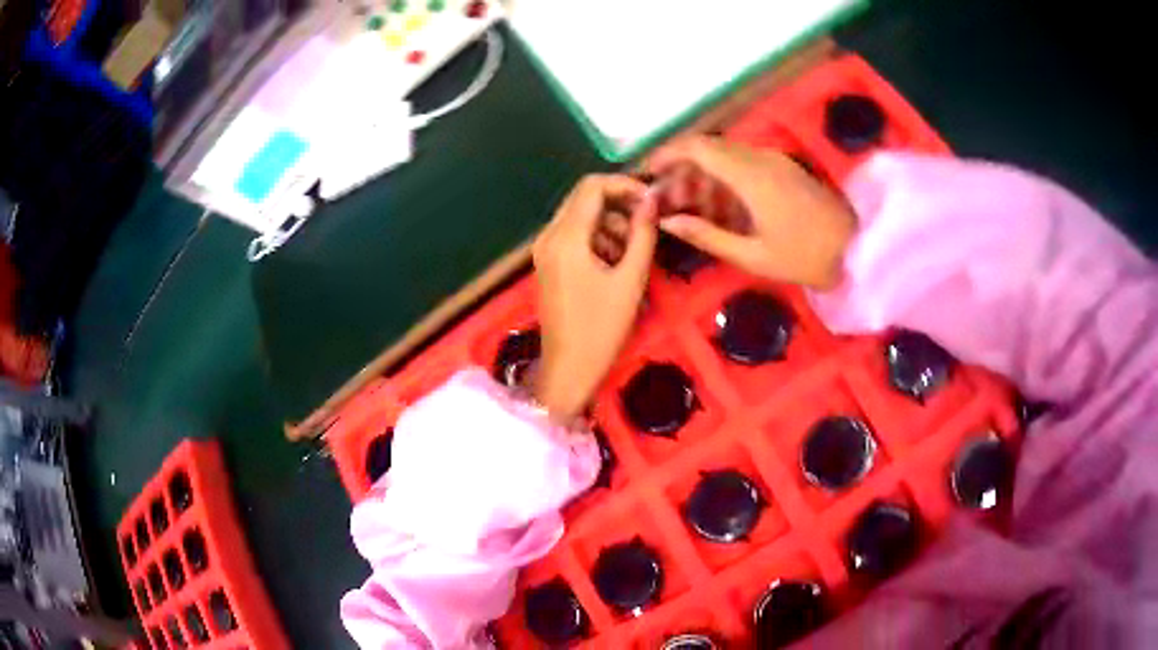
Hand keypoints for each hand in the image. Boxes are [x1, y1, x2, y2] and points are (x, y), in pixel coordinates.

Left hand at [532, 174, 657, 419]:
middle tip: (646, 226)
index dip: (625, 185)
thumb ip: (643, 234)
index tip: (651, 201)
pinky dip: (597, 238)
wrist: (569, 368)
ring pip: (580, 215)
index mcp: (566, 237)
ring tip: (633, 252)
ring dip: (609, 223)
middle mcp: (549, 235)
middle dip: (618, 204)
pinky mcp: (547, 262)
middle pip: (584, 197)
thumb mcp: (630, 279)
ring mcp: (544, 249)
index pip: (592, 186)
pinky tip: (615, 262)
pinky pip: (573, 234)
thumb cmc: (602, 327)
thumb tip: (652, 200)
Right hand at [642, 136, 855, 288]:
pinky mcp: (783, 169)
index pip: (698, 148)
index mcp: (751, 176)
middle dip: (680, 171)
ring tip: (687, 209)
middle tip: (664, 201)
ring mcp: (774, 161)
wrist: (859, 249)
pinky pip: (743, 164)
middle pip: (708, 150)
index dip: (667, 155)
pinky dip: (723, 180)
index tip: (647, 174)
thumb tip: (668, 222)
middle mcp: (760, 158)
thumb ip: (707, 235)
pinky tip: (718, 207)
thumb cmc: (807, 257)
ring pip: (725, 157)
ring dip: (701, 176)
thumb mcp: (753, 255)